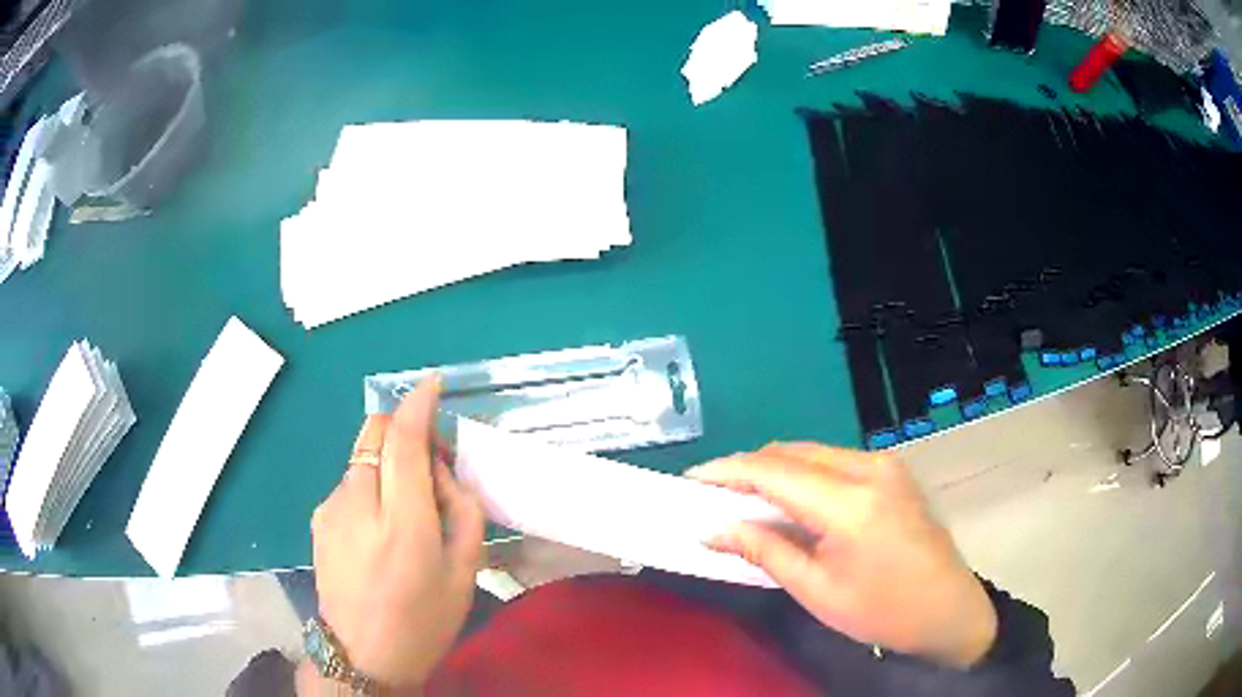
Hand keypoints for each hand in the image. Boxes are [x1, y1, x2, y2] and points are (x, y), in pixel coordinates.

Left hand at [309, 378, 484, 689]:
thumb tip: (441, 468)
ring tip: (402, 509)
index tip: (433, 384)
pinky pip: (349, 481)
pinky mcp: (317, 517)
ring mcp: (331, 509)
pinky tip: (376, 528)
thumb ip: (462, 509)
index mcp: (404, 524)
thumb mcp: (464, 572)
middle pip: (375, 432)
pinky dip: (368, 485)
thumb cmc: (423, 621)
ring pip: (361, 456)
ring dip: (386, 463)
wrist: (362, 656)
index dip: (418, 403)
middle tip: (428, 467)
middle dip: (403, 432)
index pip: (405, 440)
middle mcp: (359, 504)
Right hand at [686, 444, 995, 668]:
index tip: (690, 480)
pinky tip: (790, 498)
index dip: (727, 471)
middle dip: (748, 468)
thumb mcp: (816, 591)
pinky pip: (834, 460)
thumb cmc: (881, 610)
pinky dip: (803, 473)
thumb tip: (712, 529)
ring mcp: (885, 464)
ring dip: (775, 469)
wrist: (947, 608)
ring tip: (744, 496)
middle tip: (713, 493)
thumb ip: (764, 550)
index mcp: (850, 503)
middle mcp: (868, 468)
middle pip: (792, 453)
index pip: (774, 471)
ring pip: (813, 452)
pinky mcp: (892, 470)